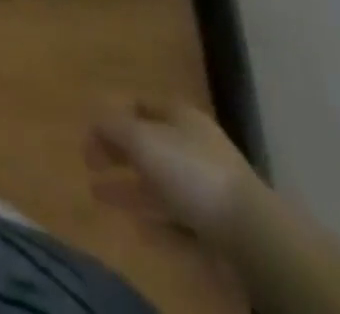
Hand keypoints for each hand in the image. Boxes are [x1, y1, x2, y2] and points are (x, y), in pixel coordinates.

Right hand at [87, 99, 259, 240]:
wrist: (250, 233)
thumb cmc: (190, 171)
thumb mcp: (141, 139)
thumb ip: (112, 126)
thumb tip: (94, 121)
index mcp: (179, 115)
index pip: (140, 107)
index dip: (113, 117)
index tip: (90, 135)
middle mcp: (193, 144)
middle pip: (148, 144)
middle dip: (117, 154)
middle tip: (89, 165)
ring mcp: (207, 184)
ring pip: (159, 182)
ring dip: (129, 188)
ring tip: (99, 196)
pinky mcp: (216, 222)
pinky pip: (177, 215)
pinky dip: (155, 218)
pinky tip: (138, 228)